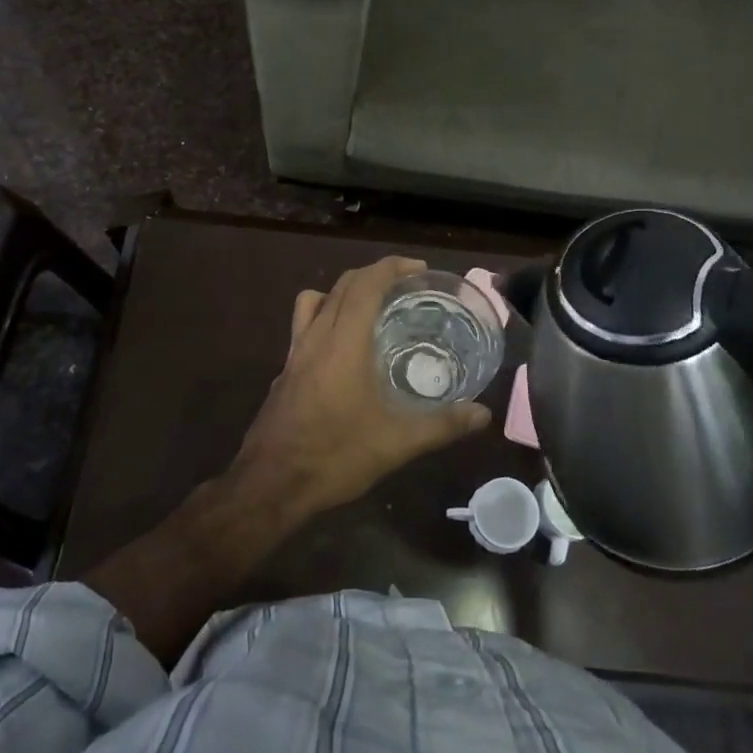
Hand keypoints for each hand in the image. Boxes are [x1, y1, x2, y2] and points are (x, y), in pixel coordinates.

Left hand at [229, 256, 490, 520]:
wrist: (270, 484)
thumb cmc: (334, 456)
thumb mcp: (396, 443)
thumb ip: (442, 425)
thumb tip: (482, 414)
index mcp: (343, 342)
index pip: (365, 284)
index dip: (391, 267)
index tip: (418, 269)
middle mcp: (316, 337)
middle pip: (341, 286)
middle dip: (373, 275)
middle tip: (405, 286)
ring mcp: (294, 354)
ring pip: (314, 301)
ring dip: (342, 292)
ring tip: (370, 309)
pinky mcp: (284, 372)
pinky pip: (304, 327)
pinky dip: (325, 319)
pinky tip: (343, 351)